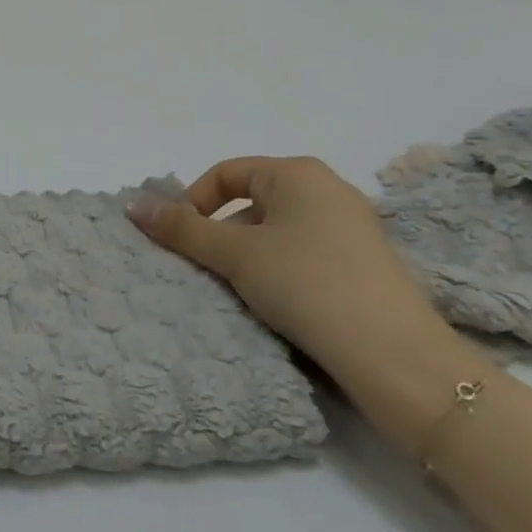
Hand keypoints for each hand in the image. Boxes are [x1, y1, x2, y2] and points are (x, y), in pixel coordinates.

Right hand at [127, 156, 476, 447]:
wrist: (398, 358)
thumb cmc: (307, 285)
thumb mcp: (235, 254)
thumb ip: (182, 229)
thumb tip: (133, 207)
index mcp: (298, 173)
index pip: (227, 173)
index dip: (194, 201)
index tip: (181, 240)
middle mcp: (328, 189)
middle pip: (251, 201)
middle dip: (221, 233)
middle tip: (207, 269)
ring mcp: (353, 228)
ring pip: (277, 231)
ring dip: (248, 255)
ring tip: (240, 292)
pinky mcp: (366, 265)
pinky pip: (304, 253)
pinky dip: (280, 270)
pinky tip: (276, 304)